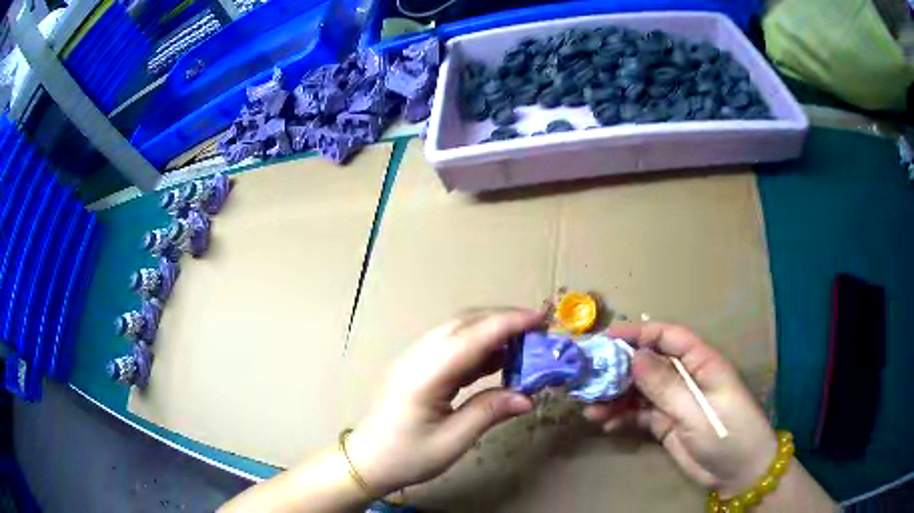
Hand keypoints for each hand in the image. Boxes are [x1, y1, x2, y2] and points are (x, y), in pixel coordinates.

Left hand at [346, 309, 544, 495]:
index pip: (472, 337)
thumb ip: (489, 413)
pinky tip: (498, 359)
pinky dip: (479, 347)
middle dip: (503, 320)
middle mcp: (418, 357)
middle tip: (539, 329)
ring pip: (457, 331)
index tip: (541, 319)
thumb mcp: (452, 441)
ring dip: (491, 331)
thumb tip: (527, 397)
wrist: (368, 461)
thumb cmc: (407, 457)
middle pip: (464, 324)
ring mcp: (415, 359)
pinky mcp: (418, 367)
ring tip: (525, 343)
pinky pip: (452, 346)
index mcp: (425, 375)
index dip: (508, 323)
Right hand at [583, 323, 777, 497]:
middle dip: (619, 369)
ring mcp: (675, 402)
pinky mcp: (667, 424)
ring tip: (591, 409)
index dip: (639, 333)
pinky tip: (606, 424)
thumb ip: (666, 386)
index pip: (668, 337)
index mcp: (701, 363)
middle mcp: (686, 377)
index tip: (607, 338)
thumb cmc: (728, 434)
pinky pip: (640, 415)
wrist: (738, 473)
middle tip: (589, 380)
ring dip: (616, 397)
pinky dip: (622, 418)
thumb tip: (635, 357)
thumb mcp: (698, 411)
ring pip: (640, 391)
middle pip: (649, 364)